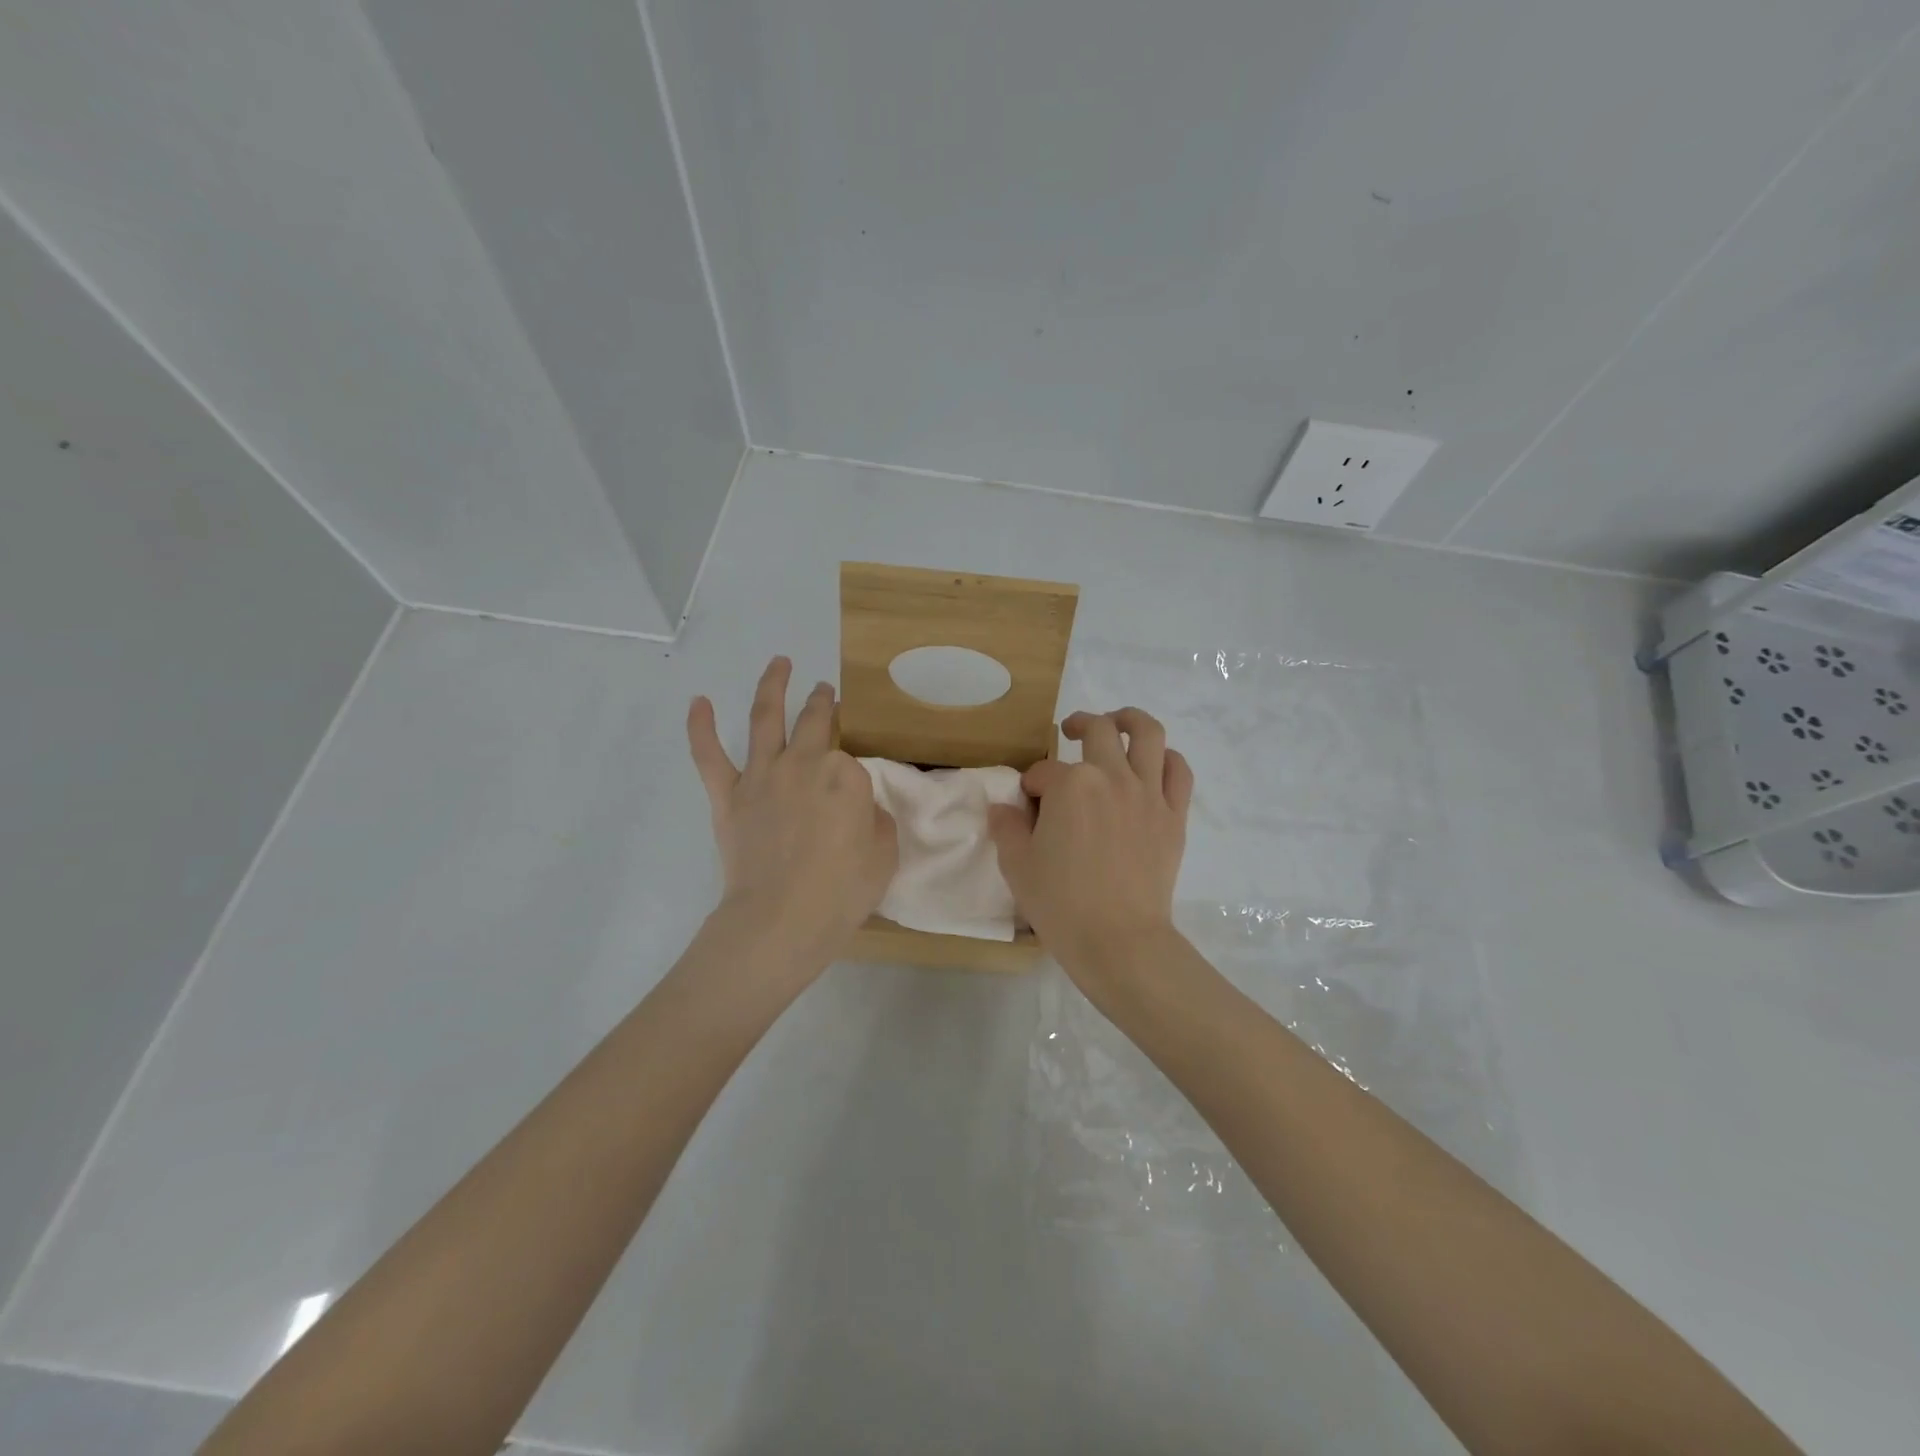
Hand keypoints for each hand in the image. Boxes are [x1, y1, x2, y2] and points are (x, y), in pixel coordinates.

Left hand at [688, 658, 897, 974]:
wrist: (780, 920)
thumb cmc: (841, 892)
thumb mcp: (883, 853)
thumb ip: (873, 818)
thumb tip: (857, 807)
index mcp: (845, 774)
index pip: (852, 760)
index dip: (855, 773)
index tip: (856, 787)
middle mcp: (803, 762)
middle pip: (814, 721)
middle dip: (822, 702)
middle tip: (825, 691)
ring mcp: (762, 776)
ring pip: (764, 718)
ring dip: (773, 685)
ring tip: (779, 663)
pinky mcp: (728, 796)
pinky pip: (709, 755)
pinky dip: (700, 727)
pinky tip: (698, 702)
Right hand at [987, 708, 1192, 982]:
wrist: (1119, 940)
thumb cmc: (1061, 904)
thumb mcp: (1017, 866)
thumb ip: (1007, 828)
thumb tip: (1002, 808)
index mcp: (1070, 785)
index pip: (1043, 772)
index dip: (1031, 786)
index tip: (1028, 805)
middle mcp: (1111, 776)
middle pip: (1097, 731)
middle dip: (1078, 726)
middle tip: (1068, 733)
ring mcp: (1148, 793)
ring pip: (1148, 733)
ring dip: (1129, 720)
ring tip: (1117, 723)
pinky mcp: (1173, 815)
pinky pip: (1178, 771)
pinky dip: (1167, 758)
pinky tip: (1154, 763)